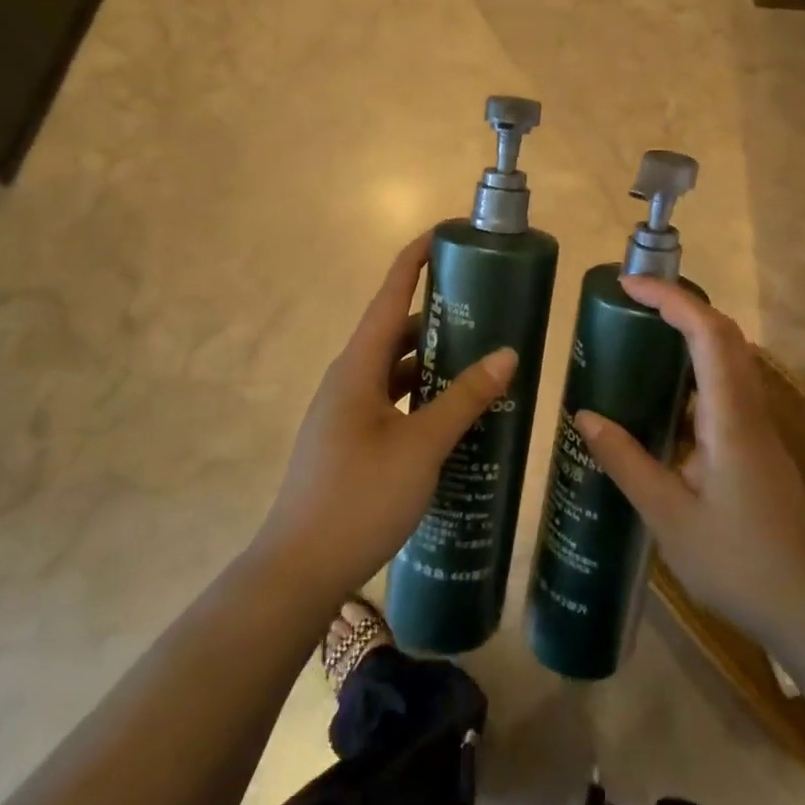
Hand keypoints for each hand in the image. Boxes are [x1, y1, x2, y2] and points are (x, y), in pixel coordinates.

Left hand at [254, 233, 515, 604]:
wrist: (297, 571)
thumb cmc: (359, 497)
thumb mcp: (421, 445)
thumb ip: (464, 398)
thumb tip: (506, 353)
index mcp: (359, 365)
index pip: (391, 293)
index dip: (417, 258)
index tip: (448, 234)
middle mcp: (349, 378)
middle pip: (396, 329)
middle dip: (439, 313)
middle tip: (487, 307)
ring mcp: (346, 410)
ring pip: (395, 367)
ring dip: (433, 359)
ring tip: (481, 357)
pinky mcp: (350, 439)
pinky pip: (392, 398)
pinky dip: (422, 394)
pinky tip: (453, 412)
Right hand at [574, 277, 804, 647]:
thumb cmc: (740, 564)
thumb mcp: (669, 518)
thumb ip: (627, 462)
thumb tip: (585, 415)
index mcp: (730, 416)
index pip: (707, 332)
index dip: (670, 298)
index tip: (628, 286)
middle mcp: (749, 410)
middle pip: (723, 335)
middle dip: (680, 306)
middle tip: (631, 305)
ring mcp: (759, 429)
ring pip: (729, 360)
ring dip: (690, 336)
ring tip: (641, 340)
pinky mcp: (759, 448)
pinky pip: (727, 390)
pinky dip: (695, 373)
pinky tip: (664, 402)